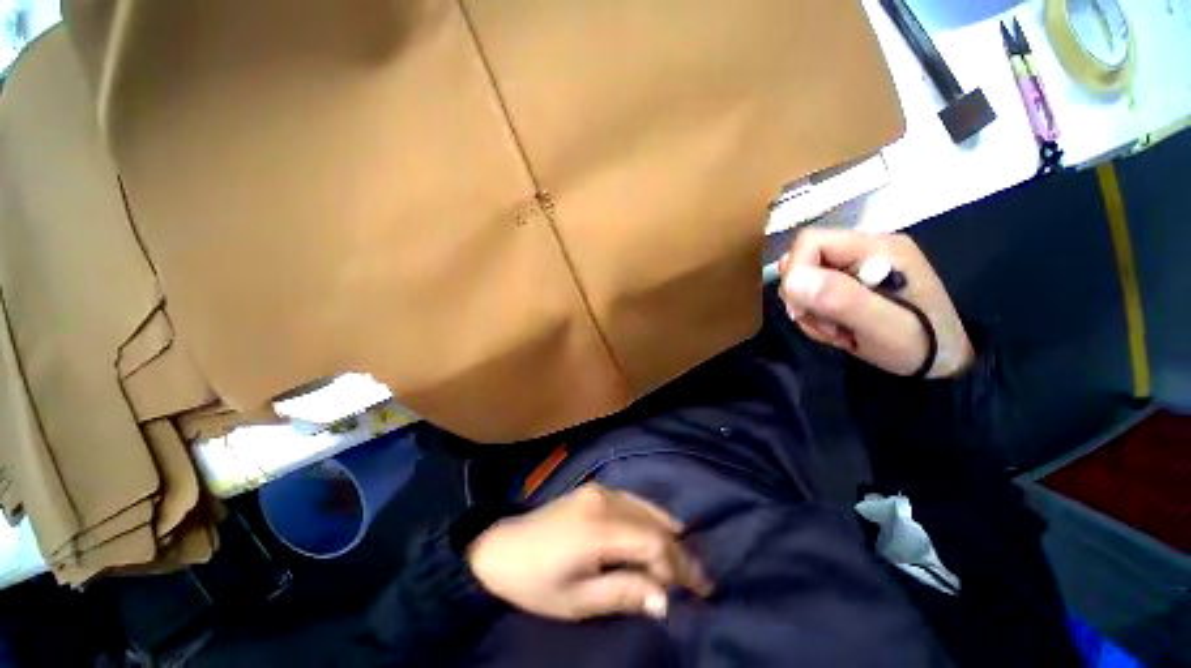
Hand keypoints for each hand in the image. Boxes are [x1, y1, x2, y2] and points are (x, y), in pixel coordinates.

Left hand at [466, 484, 710, 620]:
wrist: (501, 549)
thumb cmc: (536, 583)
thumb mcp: (577, 601)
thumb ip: (623, 594)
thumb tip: (664, 599)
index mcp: (597, 529)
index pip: (652, 543)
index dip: (677, 567)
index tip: (698, 592)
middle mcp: (603, 501)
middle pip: (653, 524)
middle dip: (678, 552)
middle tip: (699, 579)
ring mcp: (599, 491)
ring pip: (646, 508)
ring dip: (668, 533)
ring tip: (685, 559)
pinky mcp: (595, 490)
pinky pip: (633, 500)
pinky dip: (652, 516)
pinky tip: (663, 527)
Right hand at [778, 229, 973, 377]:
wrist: (943, 364)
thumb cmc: (921, 344)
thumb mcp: (882, 326)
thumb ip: (840, 298)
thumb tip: (791, 279)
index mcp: (876, 247)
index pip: (810, 242)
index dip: (795, 272)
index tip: (800, 308)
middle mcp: (863, 250)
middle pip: (802, 262)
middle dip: (801, 298)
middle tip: (825, 326)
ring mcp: (855, 267)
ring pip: (802, 282)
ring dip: (808, 312)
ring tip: (836, 332)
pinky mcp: (849, 284)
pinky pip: (811, 295)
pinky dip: (814, 317)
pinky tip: (837, 330)